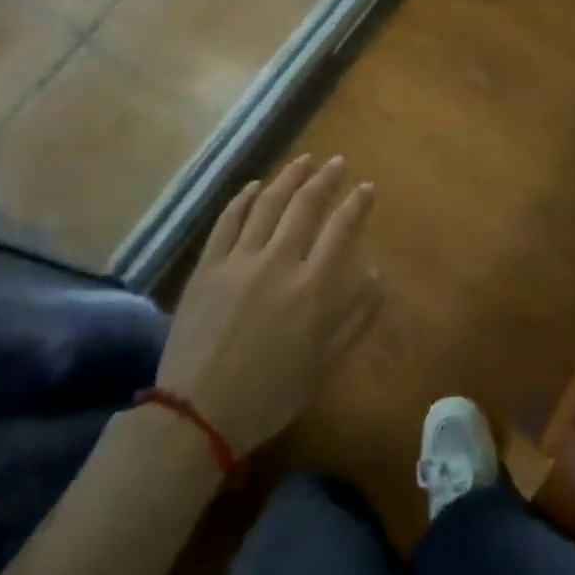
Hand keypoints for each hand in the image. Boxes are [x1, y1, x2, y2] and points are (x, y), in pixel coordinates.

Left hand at [155, 155, 381, 455]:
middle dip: (325, 179)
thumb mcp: (325, 364)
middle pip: (305, 206)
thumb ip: (355, 316)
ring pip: (267, 205)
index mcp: (312, 289)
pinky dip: (243, 199)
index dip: (357, 204)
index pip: (341, 230)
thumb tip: (376, 274)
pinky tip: (255, 186)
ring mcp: (238, 261)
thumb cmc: (270, 394)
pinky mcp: (207, 267)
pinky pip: (227, 222)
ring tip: (303, 161)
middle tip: (337, 163)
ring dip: (288, 178)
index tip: (366, 187)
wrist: (198, 413)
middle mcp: (278, 263)